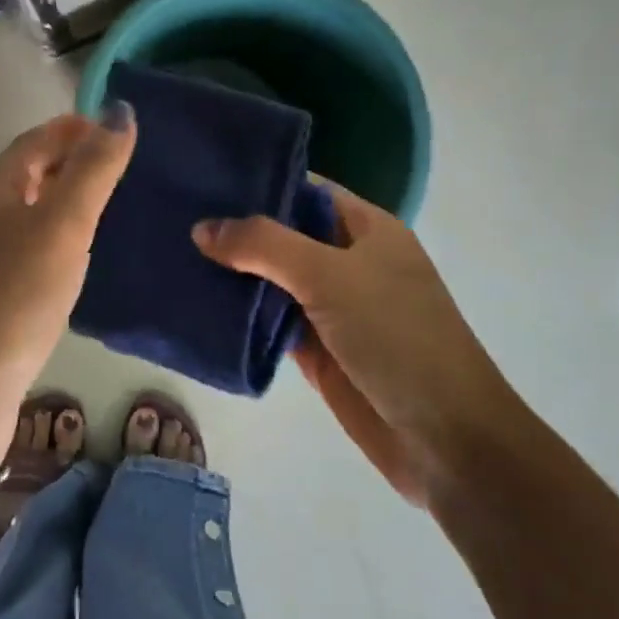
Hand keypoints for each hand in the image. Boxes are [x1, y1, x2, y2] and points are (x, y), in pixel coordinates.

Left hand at [0, 106, 135, 457]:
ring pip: (29, 207)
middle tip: (123, 165)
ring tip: (111, 204)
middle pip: (30, 169)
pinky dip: (57, 233)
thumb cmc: (16, 295)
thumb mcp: (62, 224)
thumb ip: (93, 169)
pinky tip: (80, 254)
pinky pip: (29, 243)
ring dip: (66, 196)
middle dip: (73, 159)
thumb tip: (120, 111)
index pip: (37, 138)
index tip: (120, 129)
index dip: (77, 126)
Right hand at [192, 182, 521, 506]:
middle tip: (173, 214)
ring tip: (173, 253)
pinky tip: (197, 304)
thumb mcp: (331, 276)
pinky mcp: (317, 349)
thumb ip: (265, 246)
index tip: (202, 178)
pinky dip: (239, 315)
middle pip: (283, 234)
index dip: (258, 181)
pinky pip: (270, 322)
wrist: (446, 440)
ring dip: (232, 273)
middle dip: (236, 228)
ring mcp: (332, 307)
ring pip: (272, 279)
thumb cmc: (397, 337)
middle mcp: (347, 260)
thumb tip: (202, 228)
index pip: (304, 189)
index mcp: (366, 228)